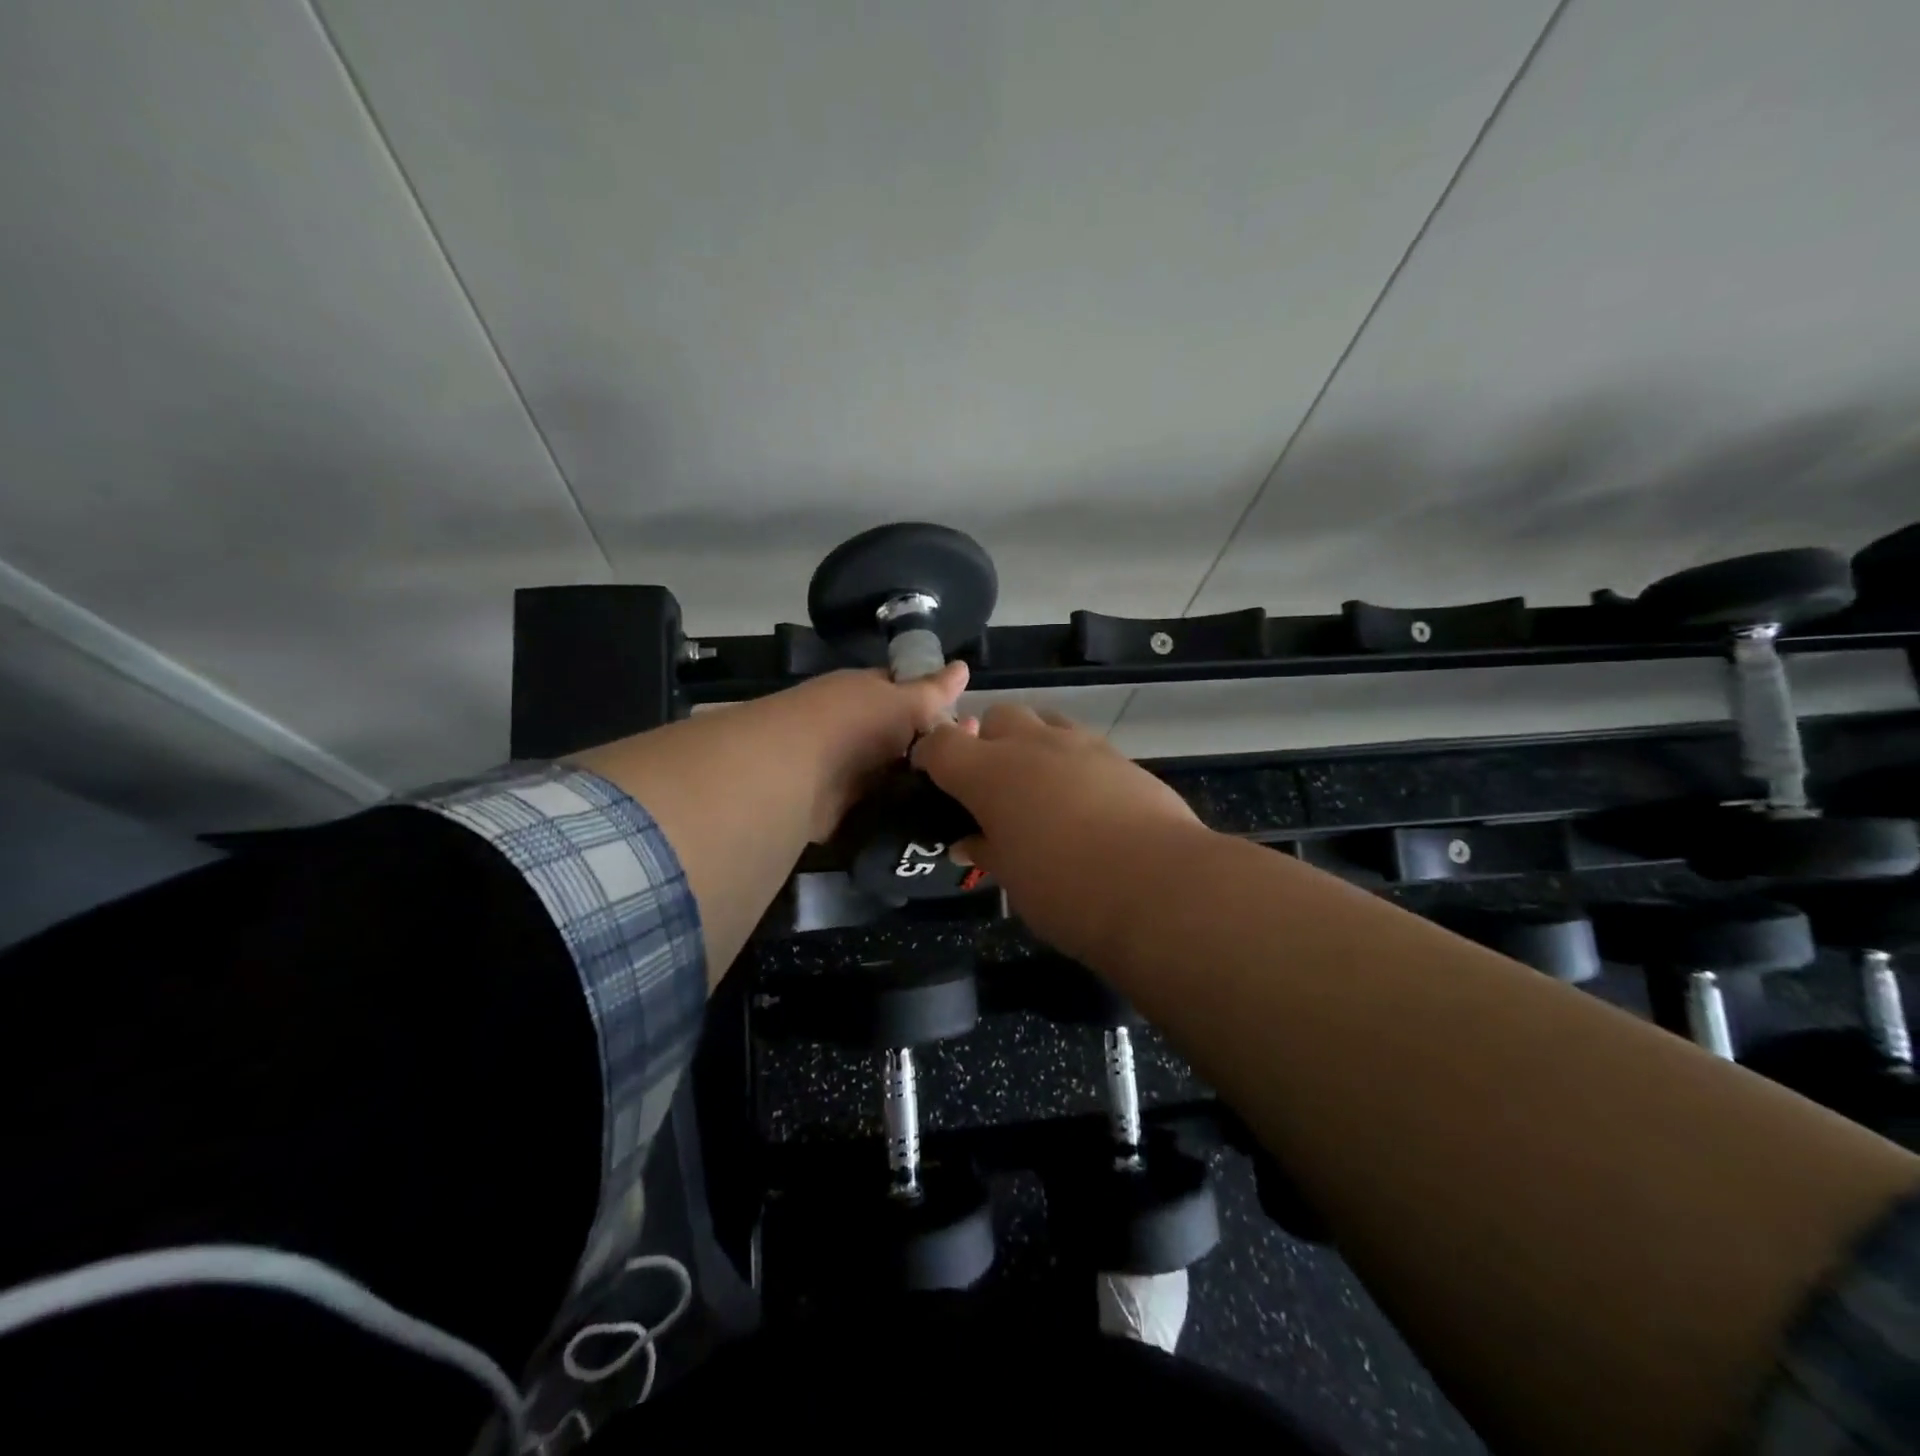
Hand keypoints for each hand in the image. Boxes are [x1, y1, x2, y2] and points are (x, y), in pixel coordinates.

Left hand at [763, 664, 970, 840]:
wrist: (794, 772)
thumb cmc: (854, 722)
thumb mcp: (903, 701)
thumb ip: (934, 691)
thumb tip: (964, 667)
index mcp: (863, 693)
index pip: (903, 692)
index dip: (935, 704)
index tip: (972, 724)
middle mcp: (852, 726)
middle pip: (900, 737)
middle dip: (933, 749)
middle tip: (977, 764)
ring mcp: (844, 767)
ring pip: (892, 773)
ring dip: (919, 784)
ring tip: (964, 797)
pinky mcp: (839, 806)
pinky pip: (879, 805)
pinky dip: (900, 811)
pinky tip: (933, 820)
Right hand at [912, 703, 1203, 959]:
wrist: (1160, 886)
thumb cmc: (1067, 891)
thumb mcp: (1013, 879)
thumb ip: (987, 850)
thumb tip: (968, 842)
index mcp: (990, 773)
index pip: (941, 744)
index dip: (929, 756)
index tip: (929, 776)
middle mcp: (1032, 745)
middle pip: (996, 717)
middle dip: (986, 741)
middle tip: (992, 785)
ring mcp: (1081, 745)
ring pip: (1043, 721)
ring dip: (1030, 743)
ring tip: (1038, 787)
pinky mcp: (1120, 757)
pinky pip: (1082, 743)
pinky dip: (1070, 760)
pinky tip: (1083, 800)